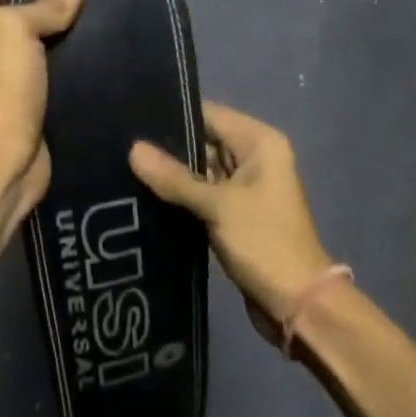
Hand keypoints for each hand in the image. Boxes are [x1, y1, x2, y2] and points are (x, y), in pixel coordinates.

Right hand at [129, 102, 333, 341]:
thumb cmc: (264, 242)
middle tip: (119, 145)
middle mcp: (255, 158)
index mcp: (260, 143)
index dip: (173, 115)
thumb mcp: (218, 206)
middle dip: (167, 147)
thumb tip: (133, 149)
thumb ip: (174, 177)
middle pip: (204, 141)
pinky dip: (180, 196)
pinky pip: (202, 195)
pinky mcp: (234, 214)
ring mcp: (244, 188)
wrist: (296, 302)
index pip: (210, 114)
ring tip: (123, 167)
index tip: (131, 117)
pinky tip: (144, 195)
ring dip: (171, 174)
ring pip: (200, 170)